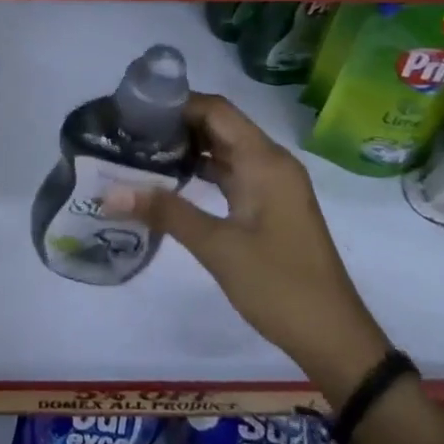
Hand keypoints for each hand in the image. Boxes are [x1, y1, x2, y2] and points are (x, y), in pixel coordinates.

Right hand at [111, 93, 391, 397]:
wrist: (334, 339)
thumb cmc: (279, 285)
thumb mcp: (217, 247)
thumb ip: (165, 212)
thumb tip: (110, 192)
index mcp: (265, 160)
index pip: (216, 109)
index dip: (176, 103)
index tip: (135, 110)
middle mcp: (271, 162)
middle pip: (219, 124)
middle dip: (176, 123)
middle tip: (130, 130)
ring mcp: (272, 184)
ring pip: (224, 148)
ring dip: (187, 147)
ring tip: (141, 151)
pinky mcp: (269, 204)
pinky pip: (231, 171)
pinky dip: (202, 170)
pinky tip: (169, 181)